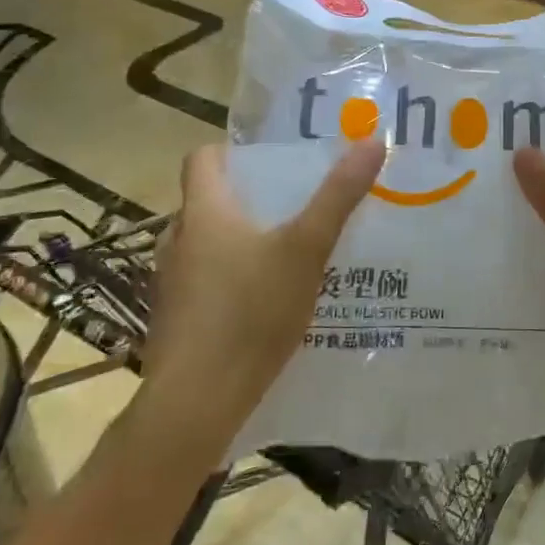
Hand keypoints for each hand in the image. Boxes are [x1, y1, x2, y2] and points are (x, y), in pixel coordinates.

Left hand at [142, 140, 384, 435]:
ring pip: (208, 244)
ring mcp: (172, 284)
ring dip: (242, 241)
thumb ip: (338, 197)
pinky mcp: (177, 321)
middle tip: (297, 202)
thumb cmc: (249, 313)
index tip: (272, 159)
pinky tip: (268, 301)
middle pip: (209, 201)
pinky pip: (207, 282)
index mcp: (204, 212)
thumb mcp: (306, 249)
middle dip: (250, 198)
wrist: (195, 404)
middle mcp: (179, 240)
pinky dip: (233, 279)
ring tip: (289, 250)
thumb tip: (372, 141)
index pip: (201, 158)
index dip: (233, 151)